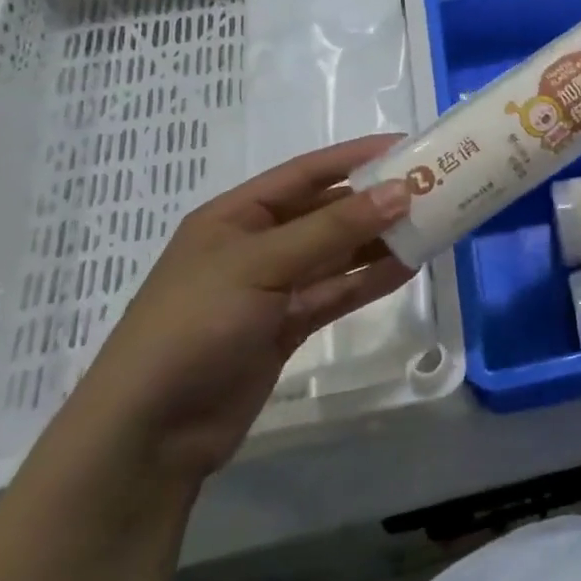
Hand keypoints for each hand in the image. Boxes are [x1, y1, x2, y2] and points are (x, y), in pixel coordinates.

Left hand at [61, 135, 412, 482]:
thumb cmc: (194, 326)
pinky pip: (337, 292)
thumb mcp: (261, 264)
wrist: (149, 432)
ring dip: (379, 242)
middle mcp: (256, 245)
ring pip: (337, 255)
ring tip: (431, 226)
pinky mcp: (287, 326)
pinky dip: (369, 280)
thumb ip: (333, 228)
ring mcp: (272, 288)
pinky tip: (408, 267)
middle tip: (431, 189)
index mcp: (236, 216)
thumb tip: (401, 190)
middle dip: (375, 202)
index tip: (406, 147)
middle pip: (326, 213)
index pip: (306, 174)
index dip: (355, 157)